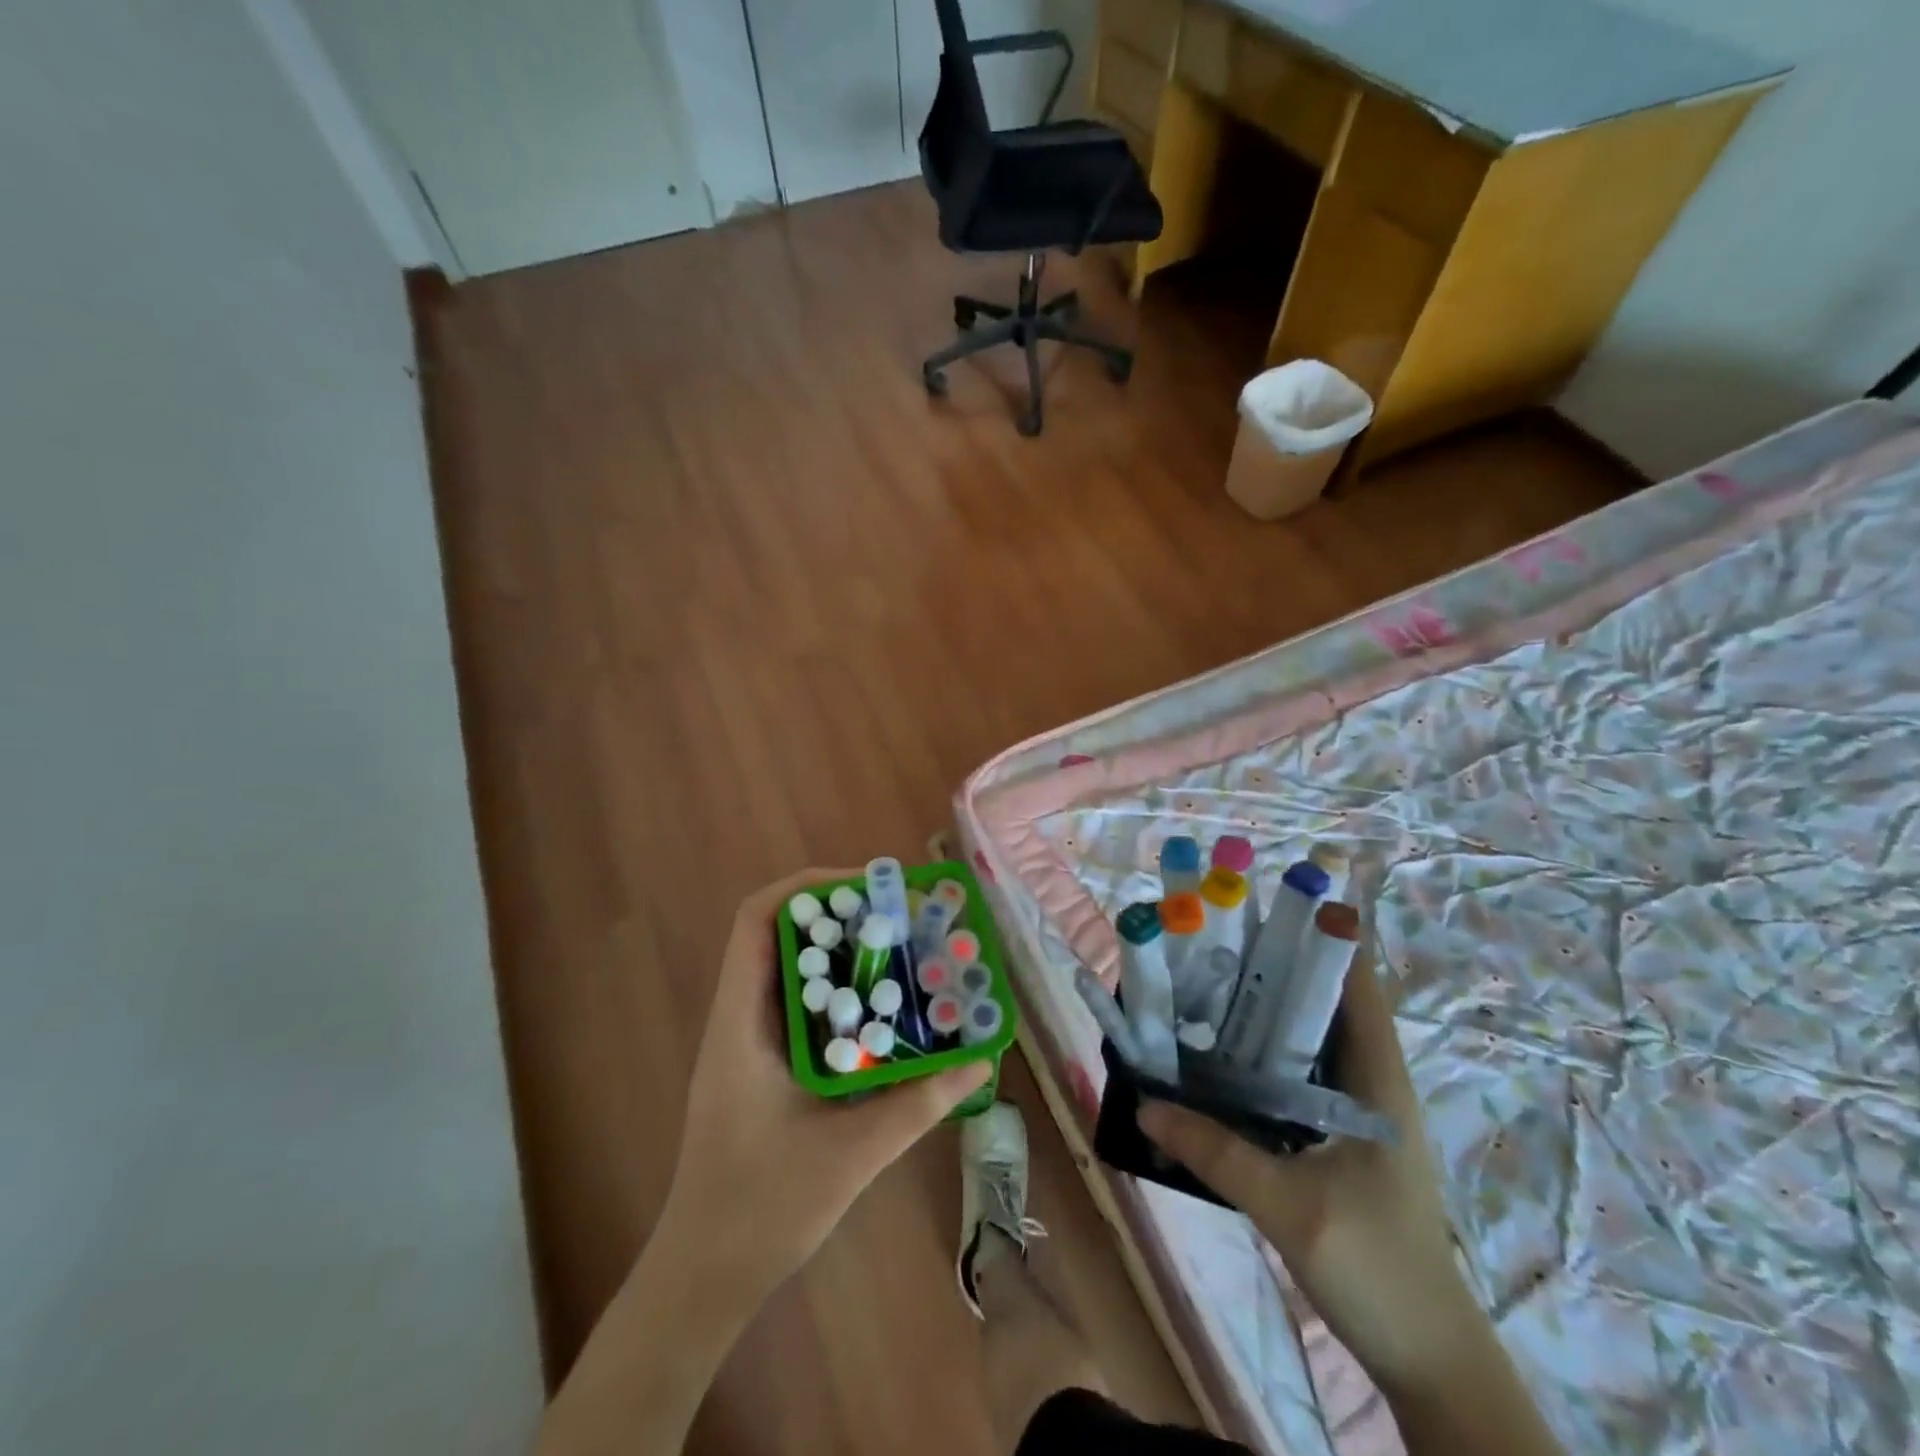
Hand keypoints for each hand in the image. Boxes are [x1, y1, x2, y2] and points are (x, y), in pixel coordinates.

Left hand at [660, 868, 989, 1300]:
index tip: (870, 889)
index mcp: (741, 1021)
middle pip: (782, 934)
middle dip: (841, 916)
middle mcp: (740, 1017)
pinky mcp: (763, 1065)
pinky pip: (803, 1008)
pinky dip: (842, 996)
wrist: (704, 1276)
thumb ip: (919, 1103)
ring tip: (902, 954)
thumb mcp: (851, 1152)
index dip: (809, 888)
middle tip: (902, 919)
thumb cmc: (762, 1208)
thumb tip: (981, 1061)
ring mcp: (749, 1042)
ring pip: (794, 970)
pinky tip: (884, 1015)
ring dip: (844, 954)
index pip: (757, 920)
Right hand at [1139, 953, 1480, 1388]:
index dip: (1320, 937)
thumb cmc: (1376, 1270)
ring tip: (1203, 985)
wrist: (1427, 1358)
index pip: (1358, 985)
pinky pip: (1295, 1074)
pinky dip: (1260, 1054)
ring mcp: (1355, 1110)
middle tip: (1211, 942)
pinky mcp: (1338, 1135)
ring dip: (1262, 1010)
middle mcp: (1370, 1082)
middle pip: (1323, 1001)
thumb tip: (1143, 1103)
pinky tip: (1217, 1058)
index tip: (1264, 907)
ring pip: (1306, 1037)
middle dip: (1272, 966)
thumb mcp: (1289, 1209)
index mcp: (1378, 1081)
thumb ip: (1216, 1152)